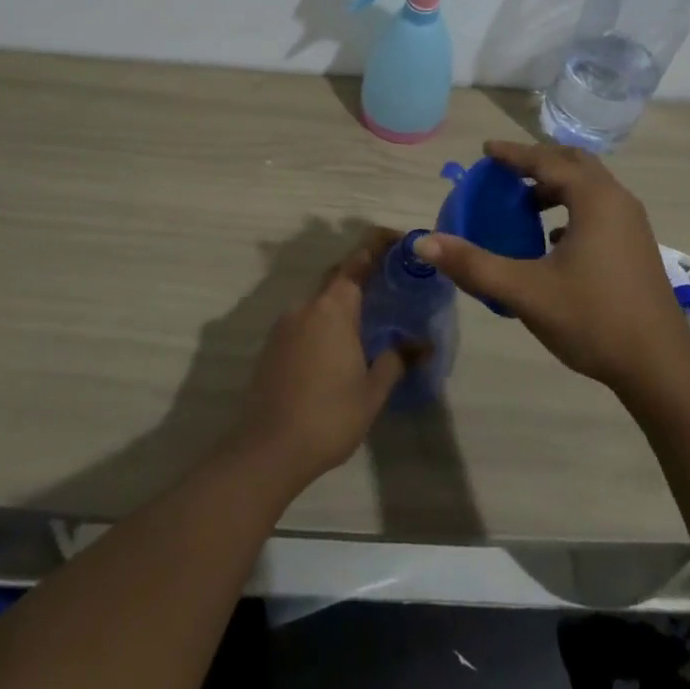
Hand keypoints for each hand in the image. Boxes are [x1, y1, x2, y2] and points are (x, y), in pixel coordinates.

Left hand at [230, 228, 408, 490]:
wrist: (267, 449)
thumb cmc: (328, 416)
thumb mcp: (372, 392)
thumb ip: (396, 361)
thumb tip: (421, 344)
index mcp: (333, 308)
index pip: (358, 261)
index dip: (377, 245)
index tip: (397, 239)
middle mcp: (307, 306)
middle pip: (337, 276)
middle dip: (361, 272)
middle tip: (389, 281)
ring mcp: (285, 325)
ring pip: (319, 300)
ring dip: (341, 301)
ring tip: (367, 319)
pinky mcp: (272, 345)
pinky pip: (304, 320)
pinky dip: (324, 322)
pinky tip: (337, 347)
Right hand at [416, 141, 689, 398]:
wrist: (661, 368)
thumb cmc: (593, 320)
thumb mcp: (526, 291)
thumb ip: (474, 264)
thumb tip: (423, 243)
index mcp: (594, 199)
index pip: (546, 161)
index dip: (513, 154)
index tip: (485, 150)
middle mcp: (617, 201)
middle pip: (573, 163)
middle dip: (538, 162)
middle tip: (505, 170)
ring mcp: (632, 224)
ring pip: (590, 186)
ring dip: (556, 185)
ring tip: (524, 202)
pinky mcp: (636, 247)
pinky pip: (599, 209)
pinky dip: (572, 207)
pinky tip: (553, 238)